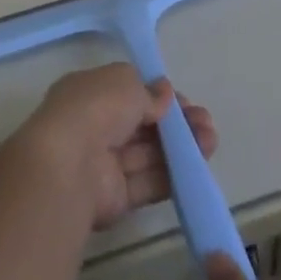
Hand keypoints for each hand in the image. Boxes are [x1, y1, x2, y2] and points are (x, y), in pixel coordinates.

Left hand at [19, 64, 217, 231]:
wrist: (69, 166)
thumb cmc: (95, 109)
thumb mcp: (125, 83)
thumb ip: (149, 92)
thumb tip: (165, 94)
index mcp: (89, 93)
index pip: (129, 93)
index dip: (158, 96)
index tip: (184, 102)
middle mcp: (96, 126)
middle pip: (142, 124)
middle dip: (176, 123)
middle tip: (206, 123)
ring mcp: (105, 163)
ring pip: (149, 153)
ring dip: (181, 147)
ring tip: (211, 141)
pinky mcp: (116, 197)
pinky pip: (148, 182)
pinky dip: (173, 175)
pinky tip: (199, 167)